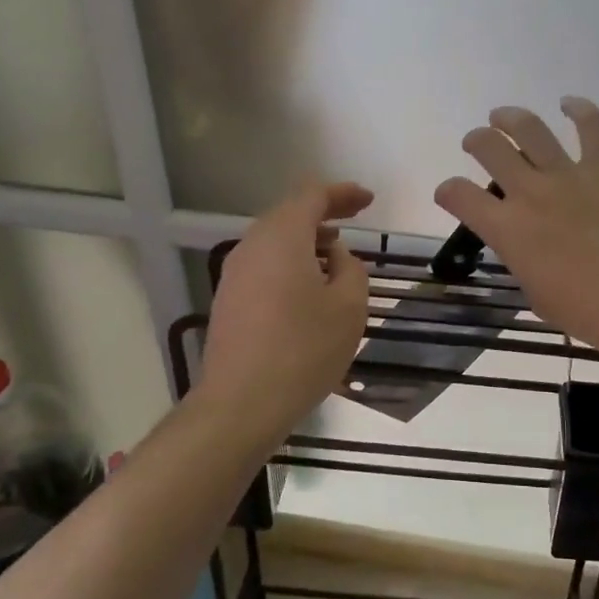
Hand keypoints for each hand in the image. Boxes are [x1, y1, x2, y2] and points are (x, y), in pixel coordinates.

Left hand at [200, 182, 373, 429]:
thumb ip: (351, 268)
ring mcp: (235, 274)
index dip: (342, 193)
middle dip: (324, 212)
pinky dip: (290, 261)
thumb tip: (336, 256)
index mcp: (282, 237)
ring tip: (335, 253)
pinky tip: (308, 286)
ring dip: (306, 239)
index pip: (312, 196)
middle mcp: (252, 246)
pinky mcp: (229, 300)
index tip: (369, 200)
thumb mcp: (349, 306)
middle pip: (289, 214)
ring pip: (275, 240)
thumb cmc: (303, 349)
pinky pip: (265, 265)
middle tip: (355, 218)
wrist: (241, 404)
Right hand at [435, 98, 598, 363]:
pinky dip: (579, 109)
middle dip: (476, 141)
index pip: (458, 195)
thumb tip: (525, 244)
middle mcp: (531, 193)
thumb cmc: (586, 311)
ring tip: (502, 116)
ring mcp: (569, 176)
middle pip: (490, 148)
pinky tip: (569, 104)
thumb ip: (522, 259)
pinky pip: (592, 126)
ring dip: (510, 117)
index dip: (447, 191)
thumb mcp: (535, 293)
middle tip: (478, 143)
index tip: (450, 193)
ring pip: (529, 128)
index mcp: (507, 230)